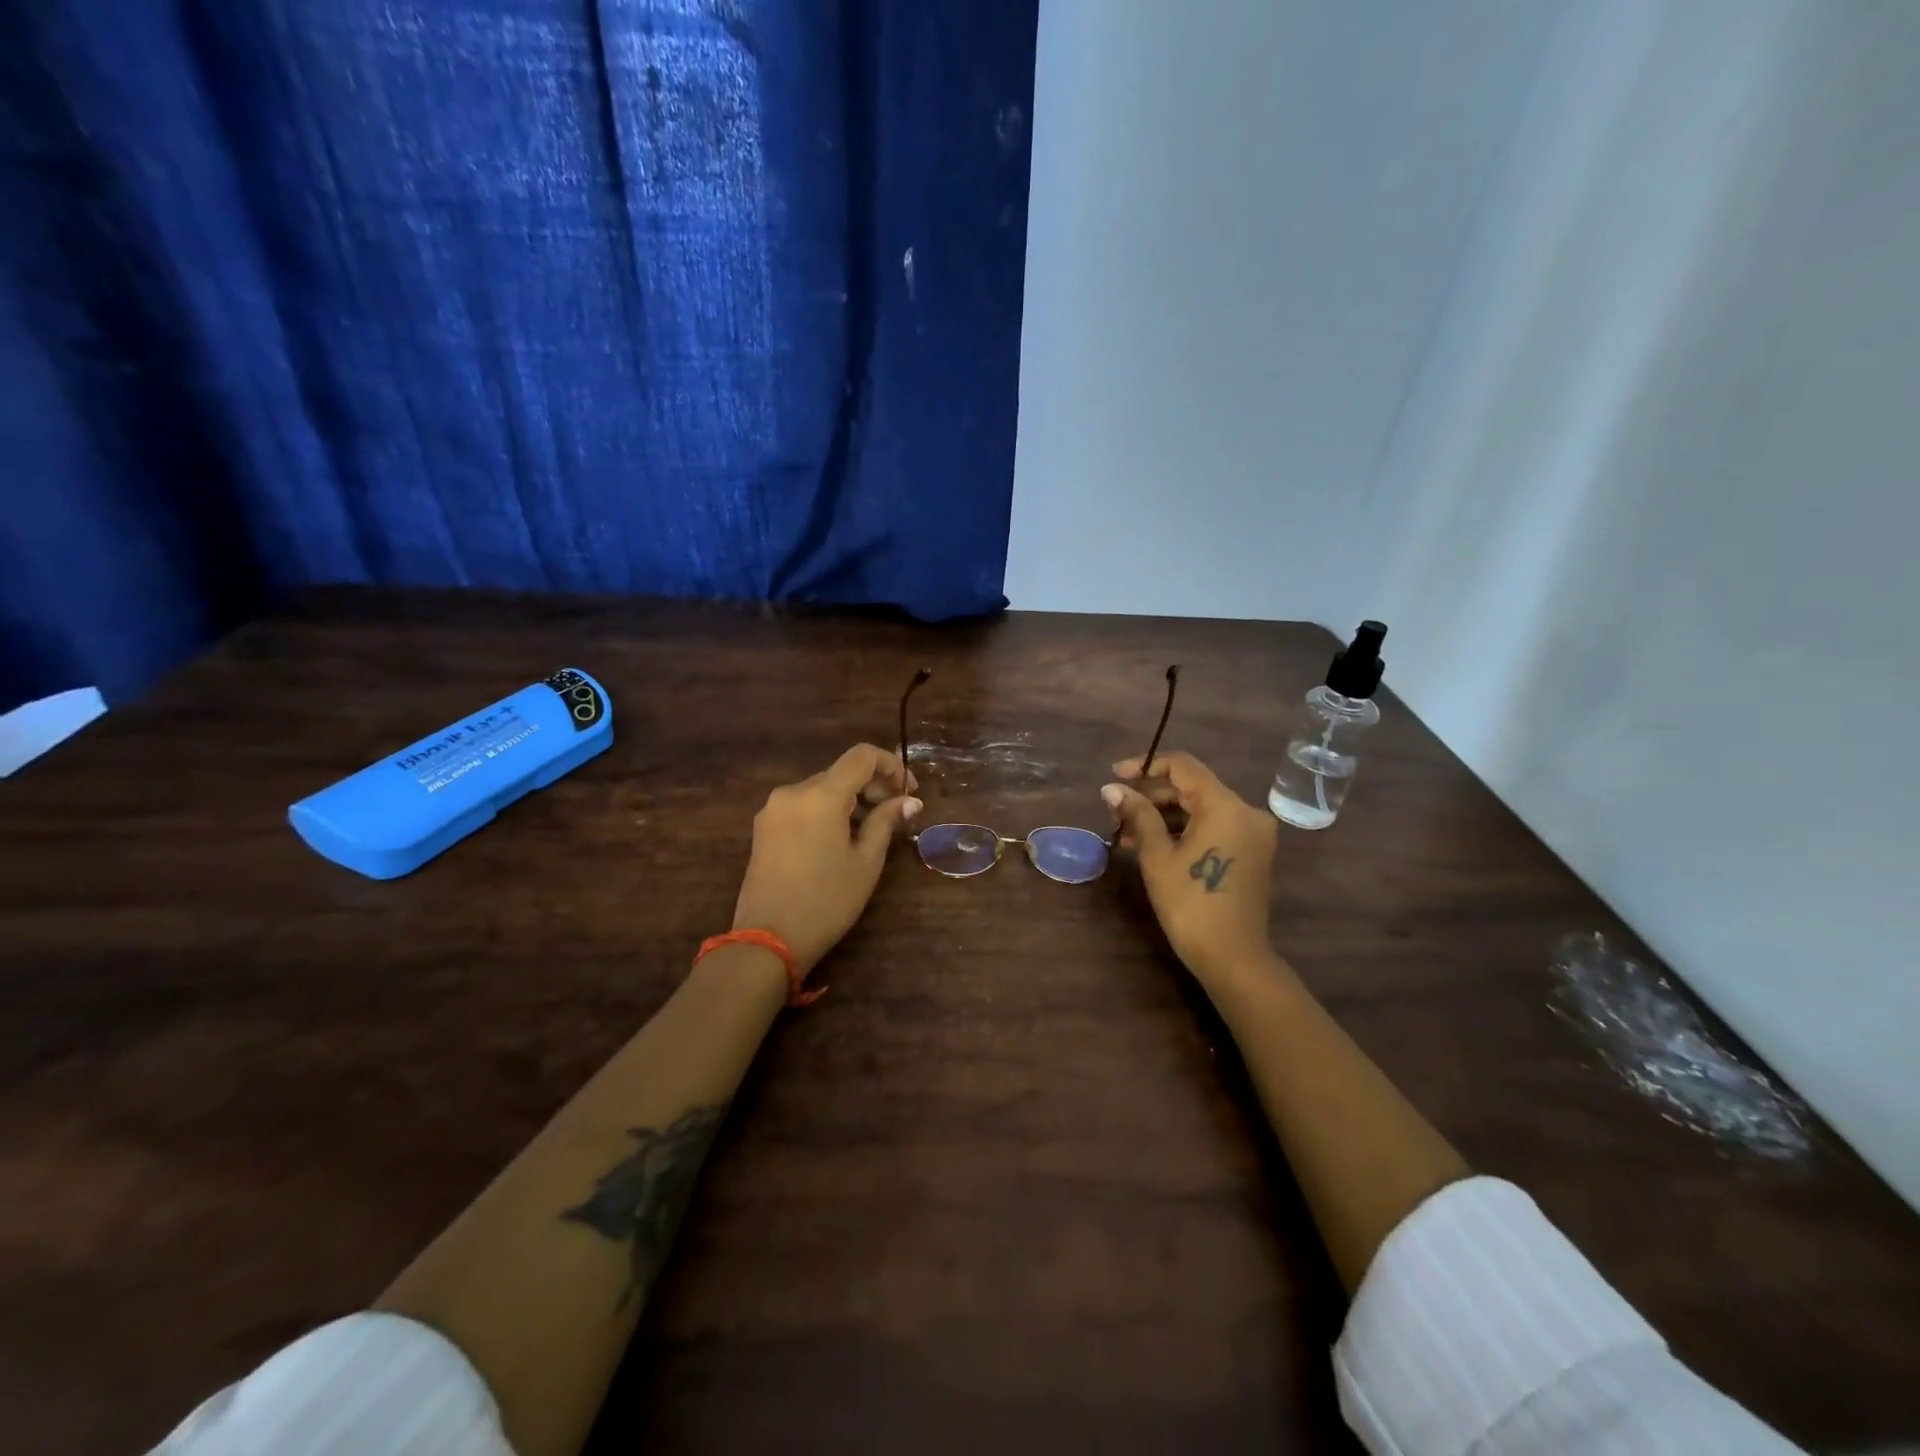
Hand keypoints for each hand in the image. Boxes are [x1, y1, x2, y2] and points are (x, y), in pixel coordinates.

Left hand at [732, 744, 921, 974]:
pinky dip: (827, 811)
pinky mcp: (764, 827)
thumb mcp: (866, 862)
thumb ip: (886, 821)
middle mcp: (793, 791)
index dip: (891, 765)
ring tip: (870, 831)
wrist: (768, 940)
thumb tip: (909, 800)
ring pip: (821, 789)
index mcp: (821, 794)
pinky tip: (840, 839)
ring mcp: (773, 809)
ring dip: (850, 800)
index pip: (862, 756)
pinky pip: (803, 806)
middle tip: (896, 813)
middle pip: (841, 772)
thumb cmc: (827, 901)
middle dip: (872, 786)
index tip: (908, 792)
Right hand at [1103, 751, 1278, 980]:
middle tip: (1116, 811)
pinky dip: (1183, 830)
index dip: (1145, 766)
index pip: (1182, 766)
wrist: (1233, 957)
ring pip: (1201, 808)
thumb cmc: (1190, 904)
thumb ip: (1137, 815)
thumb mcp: (1157, 856)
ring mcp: (1252, 832)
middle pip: (1192, 787)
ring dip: (1164, 814)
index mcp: (1225, 805)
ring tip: (1126, 832)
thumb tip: (1110, 788)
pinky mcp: (1251, 851)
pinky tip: (1152, 844)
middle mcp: (1246, 811)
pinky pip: (1213, 826)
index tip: (1115, 776)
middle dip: (1151, 795)